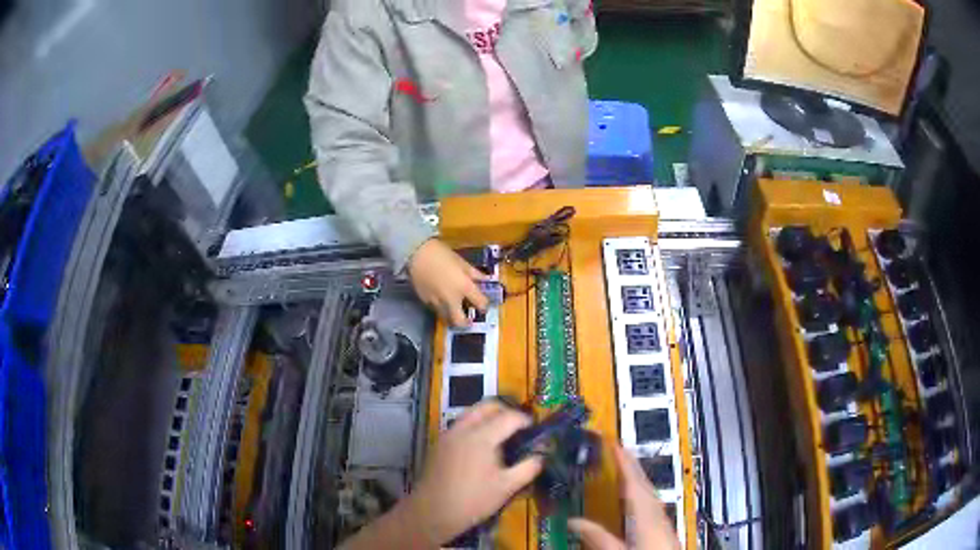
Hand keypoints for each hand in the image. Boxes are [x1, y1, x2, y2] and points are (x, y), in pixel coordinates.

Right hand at [407, 238, 488, 327]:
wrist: (417, 253)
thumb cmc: (442, 254)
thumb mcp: (462, 262)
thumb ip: (474, 274)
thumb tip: (485, 280)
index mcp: (464, 287)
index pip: (481, 304)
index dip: (484, 305)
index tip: (483, 305)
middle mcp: (451, 300)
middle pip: (460, 321)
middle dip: (466, 322)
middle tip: (467, 319)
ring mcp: (436, 303)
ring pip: (446, 318)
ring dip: (452, 316)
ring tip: (453, 308)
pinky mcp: (425, 301)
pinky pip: (435, 309)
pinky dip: (440, 307)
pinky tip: (440, 298)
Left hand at [407, 400, 543, 543]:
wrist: (433, 511)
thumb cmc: (473, 500)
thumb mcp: (507, 487)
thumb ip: (528, 468)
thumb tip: (542, 455)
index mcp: (482, 437)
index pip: (509, 417)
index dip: (526, 420)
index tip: (535, 429)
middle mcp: (463, 428)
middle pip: (487, 406)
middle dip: (506, 411)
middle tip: (519, 427)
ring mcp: (448, 434)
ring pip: (471, 412)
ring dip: (489, 416)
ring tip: (502, 435)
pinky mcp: (439, 443)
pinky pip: (461, 424)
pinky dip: (475, 425)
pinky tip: (482, 446)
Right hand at [569, 445, 679, 549]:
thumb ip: (597, 537)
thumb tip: (574, 522)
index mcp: (647, 514)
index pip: (634, 480)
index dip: (624, 460)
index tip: (612, 442)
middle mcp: (657, 511)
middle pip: (643, 482)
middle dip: (629, 465)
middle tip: (612, 451)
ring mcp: (662, 518)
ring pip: (648, 491)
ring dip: (634, 478)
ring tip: (618, 470)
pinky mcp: (662, 527)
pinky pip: (649, 502)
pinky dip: (638, 493)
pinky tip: (632, 500)